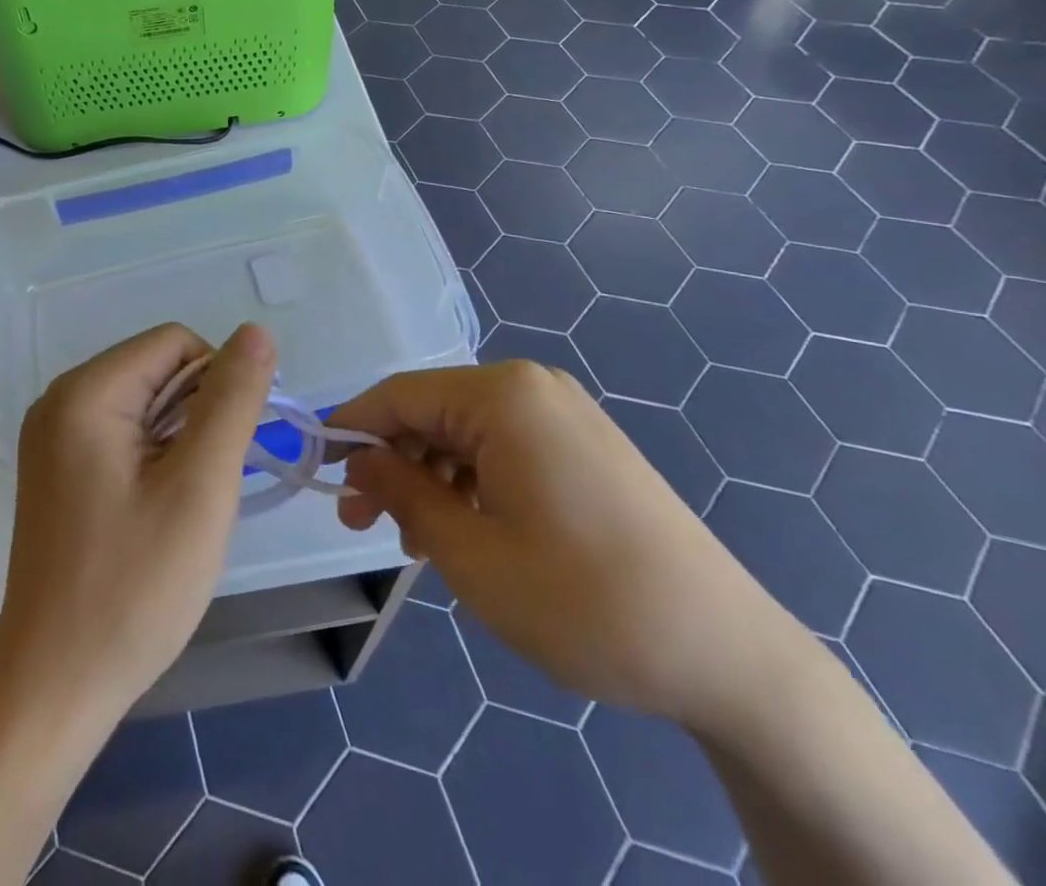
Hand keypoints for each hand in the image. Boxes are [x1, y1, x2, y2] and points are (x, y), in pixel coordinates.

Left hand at [0, 323, 277, 723]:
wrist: (54, 687)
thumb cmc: (132, 587)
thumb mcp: (199, 488)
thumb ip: (231, 401)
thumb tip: (256, 332)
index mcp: (85, 392)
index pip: (175, 342)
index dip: (218, 382)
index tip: (231, 448)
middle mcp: (61, 400)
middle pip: (157, 369)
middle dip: (198, 414)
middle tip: (206, 487)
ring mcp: (54, 437)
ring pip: (144, 404)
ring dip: (180, 440)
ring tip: (184, 505)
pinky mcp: (58, 470)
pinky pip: (122, 435)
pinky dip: (155, 459)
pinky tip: (159, 512)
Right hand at [333, 362, 807, 733]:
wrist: (727, 656)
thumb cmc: (583, 600)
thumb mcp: (470, 553)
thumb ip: (402, 493)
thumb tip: (360, 460)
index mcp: (502, 396)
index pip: (398, 396)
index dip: (351, 431)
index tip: (318, 472)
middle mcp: (532, 388)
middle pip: (432, 412)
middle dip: (392, 463)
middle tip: (362, 524)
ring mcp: (564, 416)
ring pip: (465, 433)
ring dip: (430, 479)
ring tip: (417, 544)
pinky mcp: (584, 447)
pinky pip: (504, 449)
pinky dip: (471, 484)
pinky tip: (465, 532)